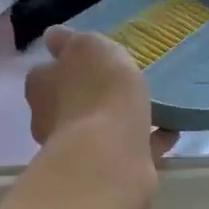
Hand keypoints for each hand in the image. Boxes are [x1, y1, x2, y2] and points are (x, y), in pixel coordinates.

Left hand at [25, 27, 175, 201]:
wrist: (110, 154)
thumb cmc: (97, 90)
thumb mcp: (88, 47)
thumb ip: (73, 41)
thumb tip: (53, 37)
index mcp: (41, 87)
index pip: (46, 72)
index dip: (65, 65)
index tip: (88, 62)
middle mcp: (49, 120)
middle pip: (69, 102)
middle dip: (91, 96)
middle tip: (120, 86)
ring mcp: (75, 150)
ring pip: (98, 128)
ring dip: (119, 120)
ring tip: (152, 109)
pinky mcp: (102, 171)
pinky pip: (126, 149)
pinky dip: (144, 141)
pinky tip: (168, 132)